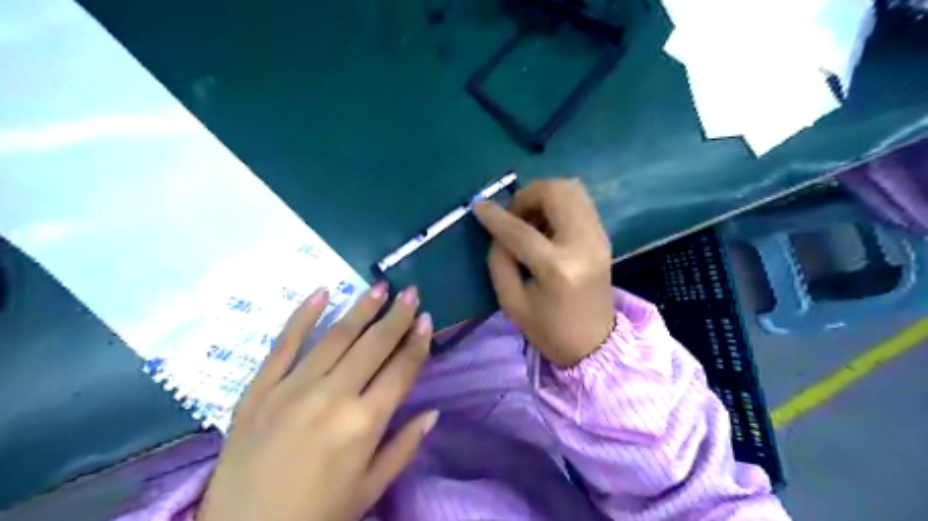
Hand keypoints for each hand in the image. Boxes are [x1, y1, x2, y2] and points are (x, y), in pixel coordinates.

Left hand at [197, 285, 437, 520]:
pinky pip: (284, 344)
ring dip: (361, 308)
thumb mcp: (370, 489)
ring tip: (380, 287)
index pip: (401, 370)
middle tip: (410, 292)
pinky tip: (322, 292)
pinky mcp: (259, 389)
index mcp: (364, 423)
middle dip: (396, 316)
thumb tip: (433, 413)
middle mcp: (332, 396)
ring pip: (336, 337)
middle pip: (373, 345)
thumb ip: (404, 447)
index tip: (427, 319)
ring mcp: (292, 388)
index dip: (418, 342)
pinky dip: (303, 316)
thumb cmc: (317, 515)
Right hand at [474, 178, 613, 365]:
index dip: (495, 216)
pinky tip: (546, 225)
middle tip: (513, 216)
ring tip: (530, 219)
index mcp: (558, 269)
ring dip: (544, 196)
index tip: (478, 206)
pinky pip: (580, 201)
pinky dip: (558, 203)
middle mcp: (584, 244)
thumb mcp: (512, 302)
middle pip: (556, 193)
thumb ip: (499, 260)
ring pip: (572, 189)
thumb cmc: (549, 330)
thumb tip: (496, 228)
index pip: (521, 230)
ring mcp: (599, 237)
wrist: (595, 344)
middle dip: (526, 195)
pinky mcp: (604, 236)